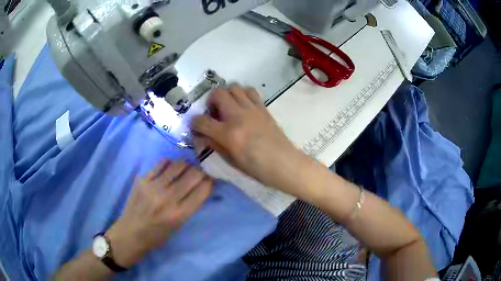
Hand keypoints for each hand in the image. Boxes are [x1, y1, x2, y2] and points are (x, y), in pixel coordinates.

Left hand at [106, 161, 211, 267]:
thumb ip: (189, 206)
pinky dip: (170, 163)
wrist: (130, 233)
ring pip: (178, 166)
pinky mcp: (143, 180)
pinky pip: (161, 164)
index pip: (202, 190)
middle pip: (193, 175)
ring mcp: (153, 187)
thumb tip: (200, 187)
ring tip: (187, 168)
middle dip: (201, 171)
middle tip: (201, 172)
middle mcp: (168, 198)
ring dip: (187, 165)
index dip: (210, 181)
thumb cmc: (157, 236)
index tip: (211, 178)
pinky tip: (171, 167)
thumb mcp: (178, 226)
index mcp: (179, 214)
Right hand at [190, 85, 308, 194]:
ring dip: (226, 95)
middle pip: (217, 94)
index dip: (194, 123)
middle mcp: (238, 116)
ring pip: (233, 87)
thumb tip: (201, 135)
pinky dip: (242, 94)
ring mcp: (252, 109)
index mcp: (228, 134)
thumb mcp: (231, 160)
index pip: (202, 121)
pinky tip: (243, 106)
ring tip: (228, 108)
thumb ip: (214, 144)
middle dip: (210, 102)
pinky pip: (249, 91)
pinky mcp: (263, 107)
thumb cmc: (257, 168)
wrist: (284, 163)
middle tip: (214, 113)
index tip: (196, 126)